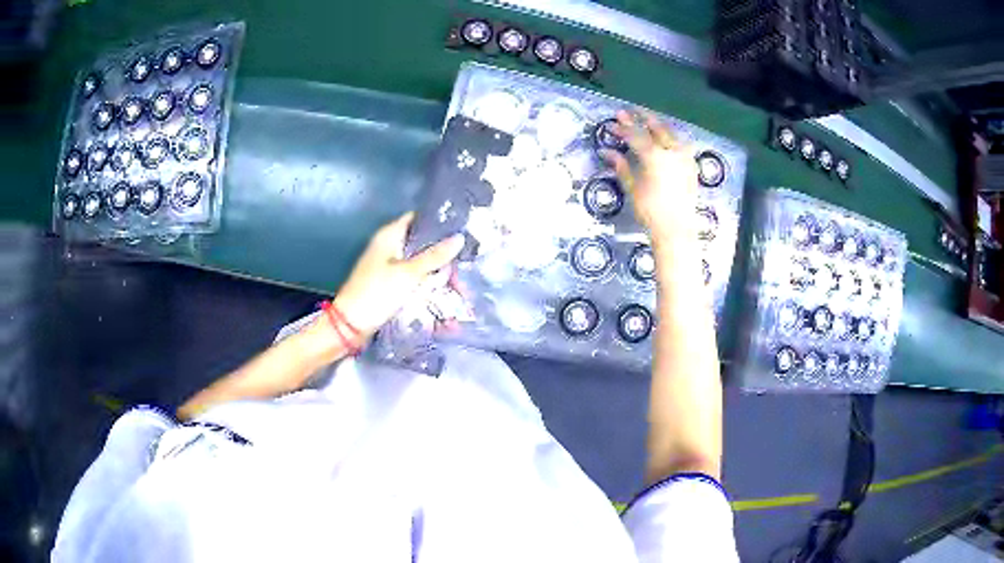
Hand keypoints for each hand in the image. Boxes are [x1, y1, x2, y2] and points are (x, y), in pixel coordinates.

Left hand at [332, 212, 465, 340]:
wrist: (351, 325)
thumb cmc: (377, 293)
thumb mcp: (409, 274)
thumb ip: (434, 256)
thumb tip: (460, 237)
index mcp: (389, 235)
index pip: (416, 218)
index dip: (437, 222)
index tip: (460, 229)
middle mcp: (387, 245)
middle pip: (419, 241)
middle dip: (441, 250)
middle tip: (464, 258)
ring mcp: (387, 265)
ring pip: (417, 260)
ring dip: (435, 267)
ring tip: (458, 276)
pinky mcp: (388, 282)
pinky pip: (412, 276)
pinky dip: (425, 279)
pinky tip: (441, 287)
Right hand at [601, 110, 698, 240]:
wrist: (676, 229)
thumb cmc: (650, 210)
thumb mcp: (632, 186)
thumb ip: (621, 165)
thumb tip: (606, 151)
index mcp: (654, 155)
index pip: (635, 135)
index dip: (622, 128)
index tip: (611, 123)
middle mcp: (671, 151)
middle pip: (655, 128)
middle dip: (641, 118)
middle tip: (629, 111)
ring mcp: (684, 157)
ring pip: (670, 133)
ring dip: (657, 125)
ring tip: (647, 120)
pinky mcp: (691, 166)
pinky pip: (680, 144)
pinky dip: (670, 137)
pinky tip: (665, 138)